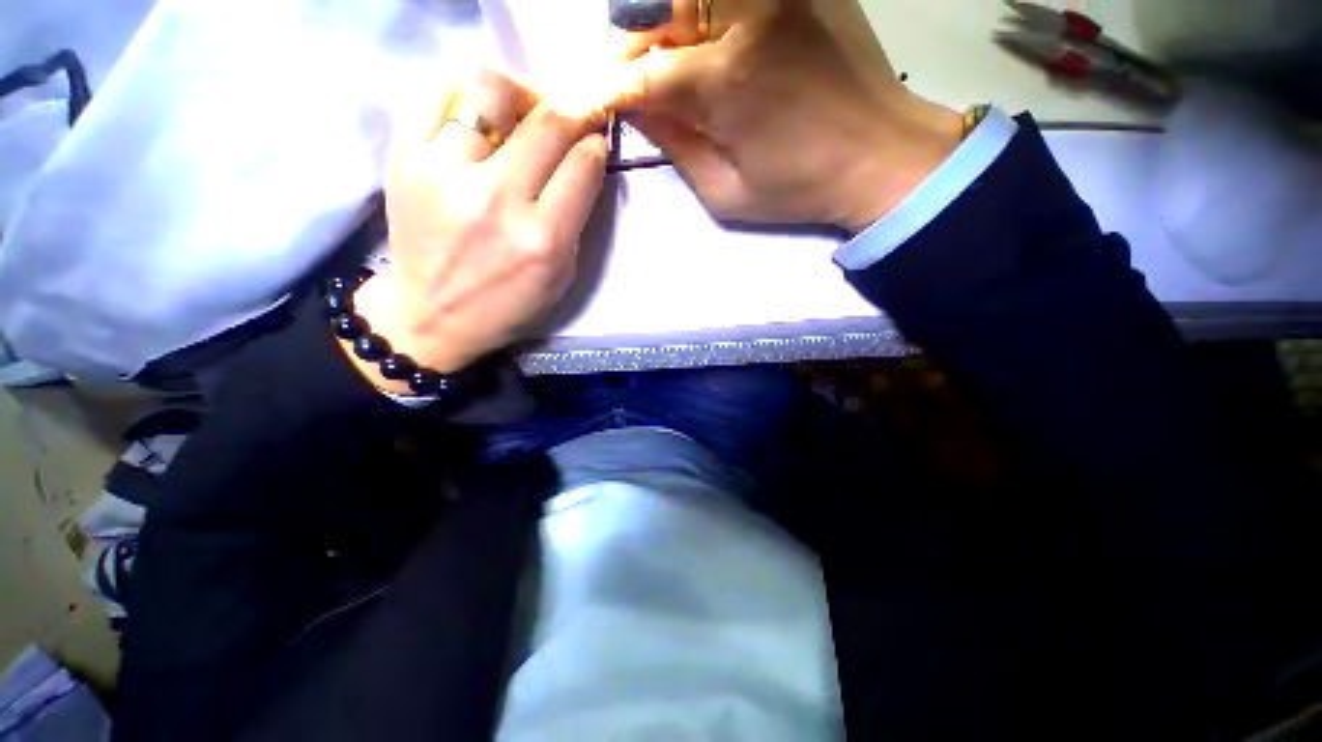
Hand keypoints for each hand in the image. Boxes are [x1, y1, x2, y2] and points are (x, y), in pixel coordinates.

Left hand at [350, 69, 608, 393]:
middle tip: (570, 117)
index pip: (584, 163)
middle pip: (549, 121)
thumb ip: (576, 218)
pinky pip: (434, 91)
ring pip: (492, 88)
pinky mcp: (404, 158)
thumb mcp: (561, 275)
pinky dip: (463, 91)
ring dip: (520, 92)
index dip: (595, 144)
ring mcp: (445, 173)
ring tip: (521, 110)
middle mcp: (498, 201)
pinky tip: (476, 113)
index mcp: (543, 240)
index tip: (594, 142)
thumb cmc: (507, 302)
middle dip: (571, 110)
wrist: (432, 315)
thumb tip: (584, 158)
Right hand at [611, 0, 962, 230]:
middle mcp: (748, 15)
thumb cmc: (801, 188)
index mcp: (727, 80)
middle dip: (637, 47)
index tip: (601, 103)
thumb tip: (635, 110)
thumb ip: (676, 148)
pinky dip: (707, 14)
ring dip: (671, 24)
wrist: (882, 155)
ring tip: (677, 66)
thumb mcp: (726, 192)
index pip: (645, 73)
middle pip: (661, 9)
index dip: (615, 88)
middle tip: (639, 84)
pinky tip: (713, 44)